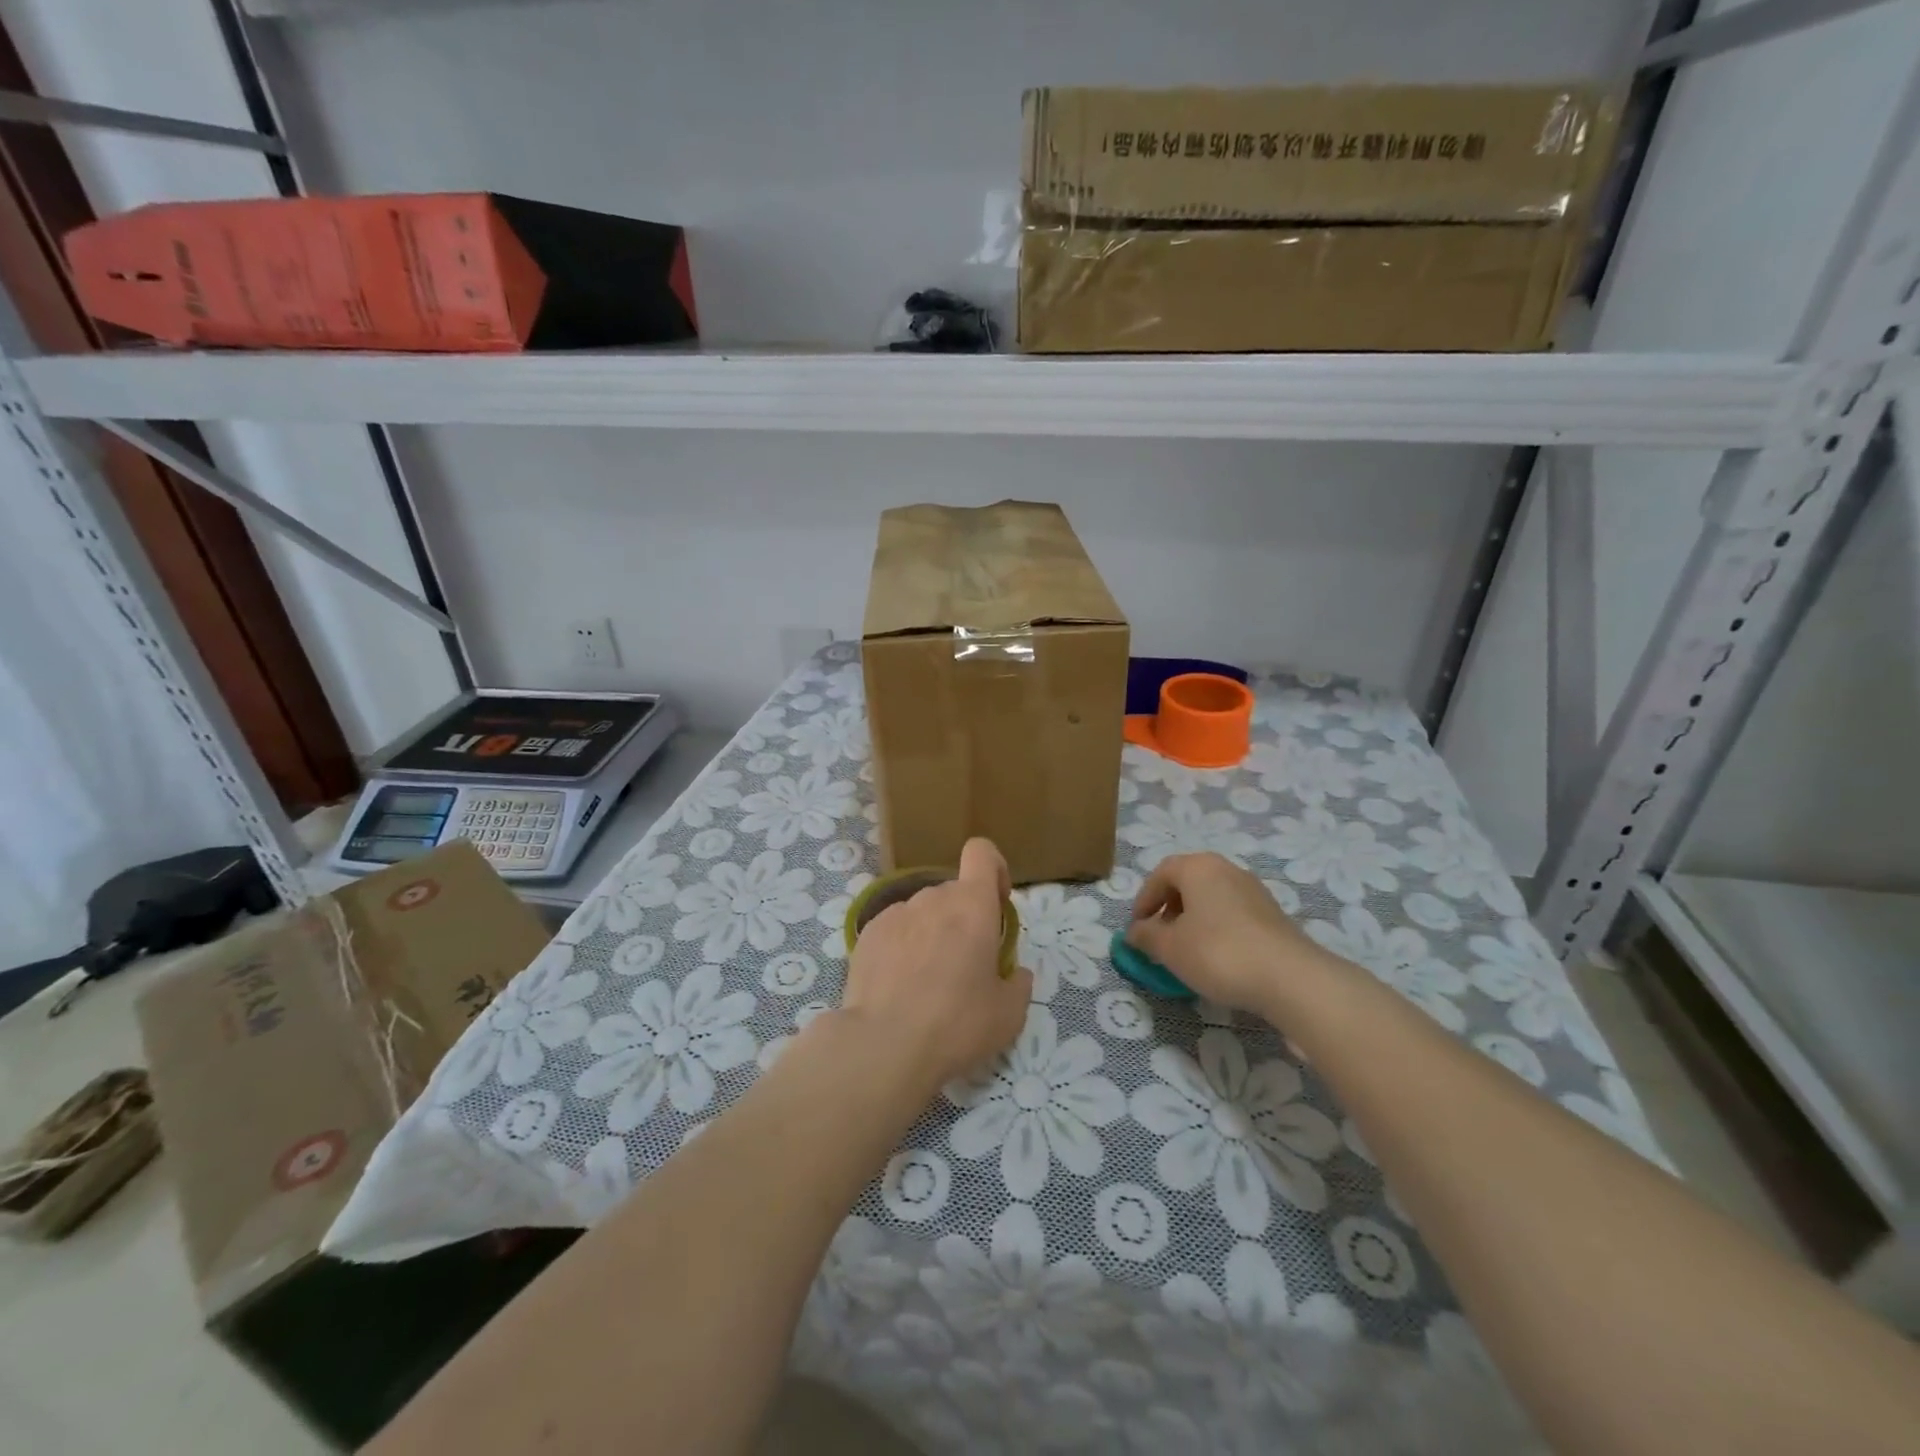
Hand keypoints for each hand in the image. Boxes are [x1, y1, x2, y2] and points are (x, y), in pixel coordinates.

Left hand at [839, 838, 1032, 1094]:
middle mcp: (933, 898)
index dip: (994, 869)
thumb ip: (1018, 984)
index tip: (997, 903)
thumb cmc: (957, 1024)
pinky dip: (902, 946)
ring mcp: (895, 913)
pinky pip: (895, 929)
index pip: (982, 853)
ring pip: (923, 911)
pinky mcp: (868, 934)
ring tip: (926, 982)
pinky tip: (898, 985)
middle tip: (965, 965)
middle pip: (954, 892)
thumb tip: (1015, 973)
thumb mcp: (1009, 1015)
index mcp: (973, 905)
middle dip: (964, 918)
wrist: (884, 1045)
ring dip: (932, 933)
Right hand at [1127, 853, 1328, 1016]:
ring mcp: (1253, 890)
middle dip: (1168, 908)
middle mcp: (1227, 869)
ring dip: (1192, 919)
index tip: (1137, 928)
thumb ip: (1146, 936)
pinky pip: (1232, 913)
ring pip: (1211, 898)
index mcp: (1198, 867)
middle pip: (1187, 882)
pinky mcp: (1272, 914)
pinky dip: (1217, 928)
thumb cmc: (1218, 953)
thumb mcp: (1169, 947)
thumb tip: (1135, 932)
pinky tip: (1217, 957)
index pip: (1160, 873)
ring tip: (1186, 951)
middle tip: (1159, 937)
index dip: (1144, 900)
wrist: (1289, 978)